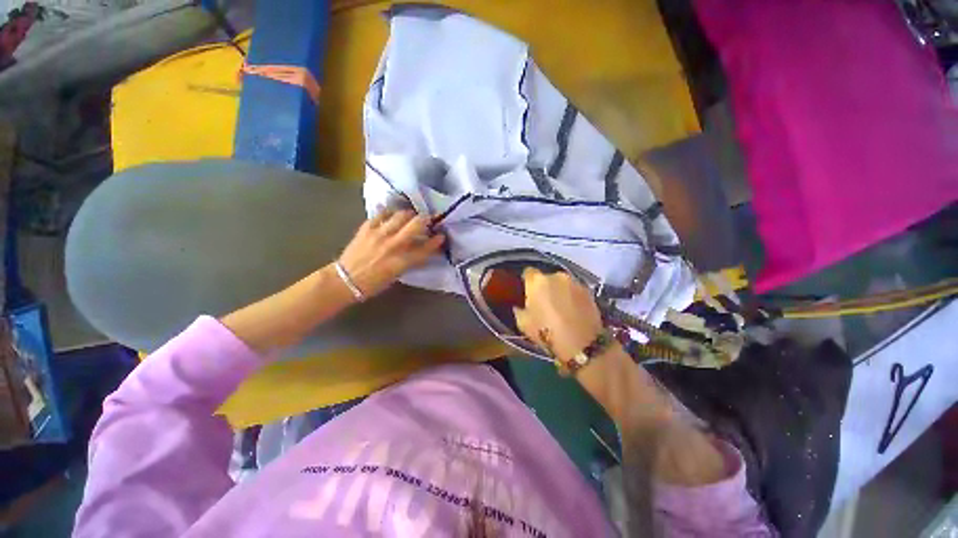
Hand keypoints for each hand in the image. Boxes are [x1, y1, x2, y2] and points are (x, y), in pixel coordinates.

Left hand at [338, 210, 444, 298]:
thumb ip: (411, 261)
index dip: (436, 241)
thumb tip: (422, 250)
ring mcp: (379, 234)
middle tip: (427, 220)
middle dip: (425, 220)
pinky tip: (391, 212)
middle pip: (415, 225)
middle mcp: (393, 245)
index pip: (425, 248)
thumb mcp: (397, 275)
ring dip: (409, 214)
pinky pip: (380, 214)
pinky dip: (388, 211)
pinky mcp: (366, 228)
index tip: (441, 235)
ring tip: (410, 215)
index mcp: (401, 261)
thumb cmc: (374, 282)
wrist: (345, 280)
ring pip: (400, 216)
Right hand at [513, 268, 603, 361]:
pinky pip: (574, 290)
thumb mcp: (524, 324)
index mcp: (537, 282)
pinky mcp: (588, 291)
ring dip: (559, 291)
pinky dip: (572, 297)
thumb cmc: (547, 333)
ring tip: (560, 308)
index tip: (527, 292)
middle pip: (546, 278)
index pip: (528, 272)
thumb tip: (519, 306)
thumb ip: (519, 310)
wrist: (582, 345)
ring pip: (561, 283)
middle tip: (543, 303)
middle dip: (544, 287)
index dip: (526, 281)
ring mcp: (574, 282)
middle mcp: (556, 276)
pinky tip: (573, 311)